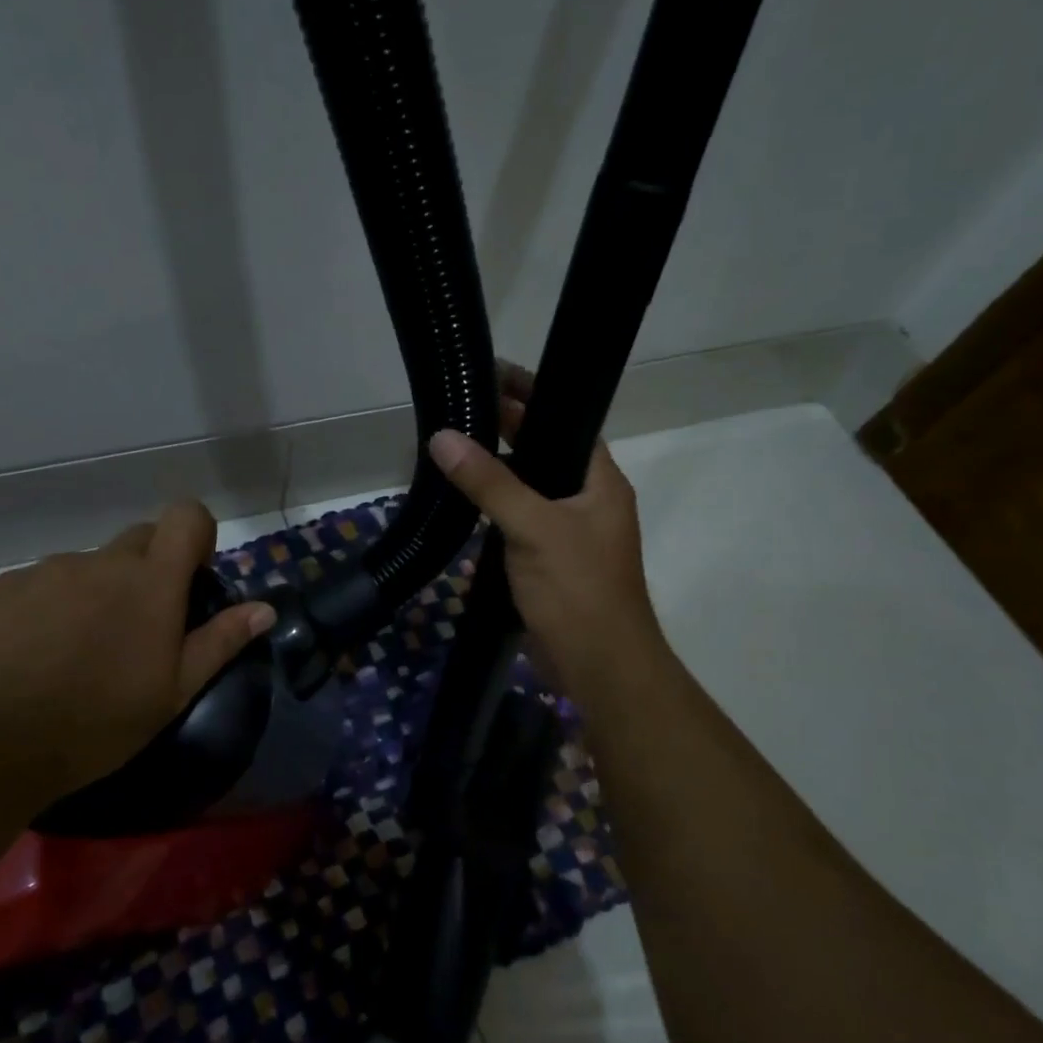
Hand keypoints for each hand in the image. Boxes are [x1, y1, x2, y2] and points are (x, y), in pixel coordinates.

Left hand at [0, 502, 275, 802]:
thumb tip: (265, 608)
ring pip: (88, 566)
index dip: (197, 534)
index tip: (191, 577)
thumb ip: (220, 641)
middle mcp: (100, 561)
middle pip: (139, 539)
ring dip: (95, 593)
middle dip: (149, 569)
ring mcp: (46, 571)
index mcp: (150, 581)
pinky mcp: (0, 588)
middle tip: (139, 626)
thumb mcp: (173, 692)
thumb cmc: (96, 722)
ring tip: (77, 651)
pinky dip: (48, 607)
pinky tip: (32, 655)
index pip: (187, 515)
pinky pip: (40, 584)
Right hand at [428, 361, 668, 707]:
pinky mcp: (547, 563)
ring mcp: (567, 534)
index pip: (566, 421)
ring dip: (495, 474)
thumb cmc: (578, 589)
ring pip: (527, 491)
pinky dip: (491, 512)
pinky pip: (516, 524)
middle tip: (459, 409)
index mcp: (599, 482)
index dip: (532, 396)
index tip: (491, 374)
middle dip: (507, 431)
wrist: (599, 667)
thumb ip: (489, 482)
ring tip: (451, 449)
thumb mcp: (533, 527)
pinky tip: (461, 505)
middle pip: (544, 453)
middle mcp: (587, 501)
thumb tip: (442, 437)